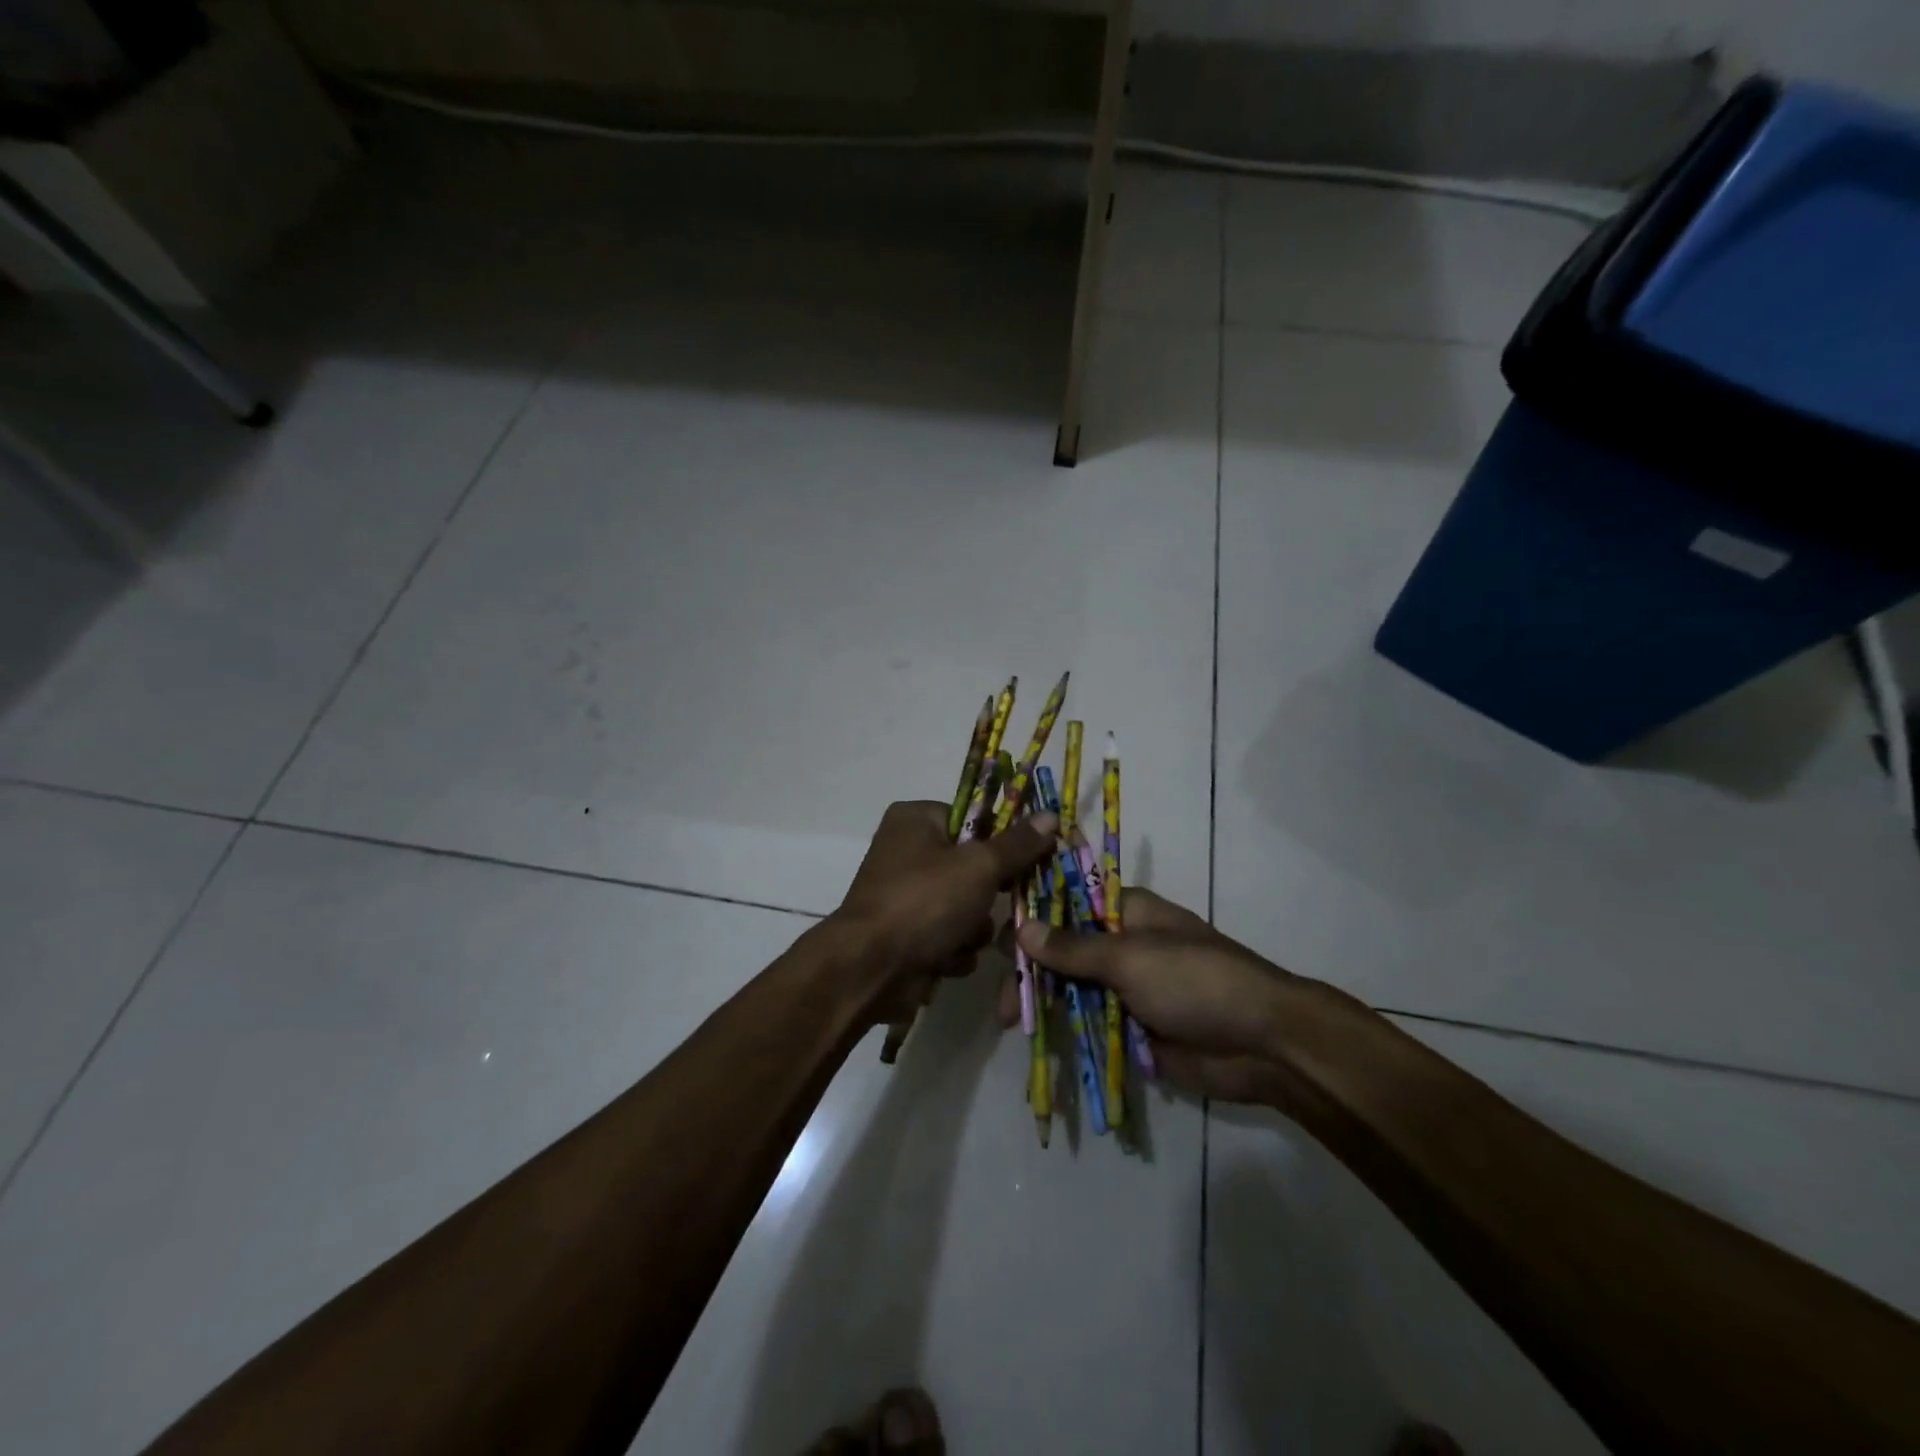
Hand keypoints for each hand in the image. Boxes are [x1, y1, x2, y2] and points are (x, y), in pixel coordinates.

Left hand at [833, 800, 1057, 1025]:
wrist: (870, 969)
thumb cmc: (924, 901)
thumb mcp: (979, 866)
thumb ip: (1018, 844)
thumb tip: (1051, 816)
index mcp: (916, 819)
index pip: (975, 817)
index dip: (1003, 840)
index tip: (1027, 860)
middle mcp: (906, 851)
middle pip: (973, 866)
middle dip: (988, 895)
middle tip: (998, 904)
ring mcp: (905, 895)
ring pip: (965, 906)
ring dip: (973, 928)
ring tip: (964, 938)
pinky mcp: (907, 933)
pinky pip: (949, 935)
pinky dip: (953, 949)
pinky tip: (946, 958)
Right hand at [1007, 888, 1306, 1104]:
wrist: (1263, 1044)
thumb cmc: (1196, 980)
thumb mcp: (1130, 957)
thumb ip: (1073, 948)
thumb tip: (1021, 928)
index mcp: (1127, 912)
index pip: (1068, 901)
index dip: (1033, 914)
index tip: (998, 935)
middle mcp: (1123, 945)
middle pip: (1065, 950)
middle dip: (1033, 969)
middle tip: (1003, 998)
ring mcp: (1128, 988)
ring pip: (1073, 989)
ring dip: (1044, 1001)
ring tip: (1012, 1021)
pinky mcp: (1133, 1027)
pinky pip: (1090, 1024)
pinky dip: (1066, 1030)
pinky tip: (1035, 1039)